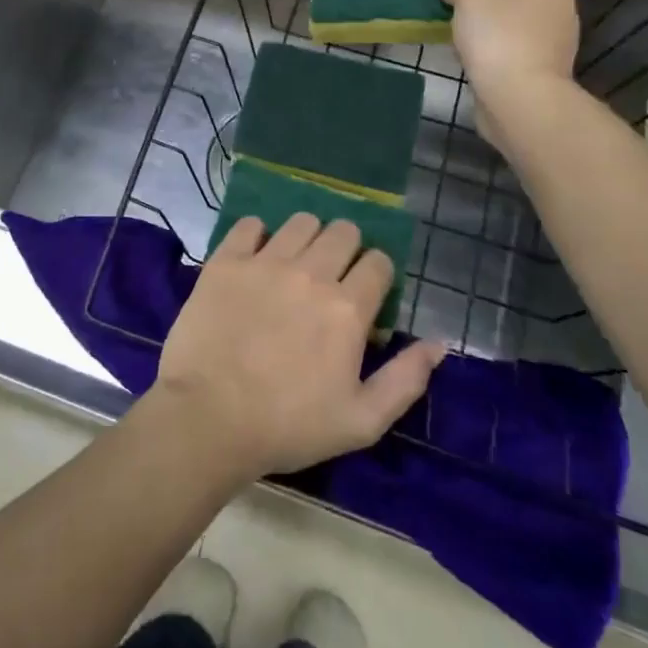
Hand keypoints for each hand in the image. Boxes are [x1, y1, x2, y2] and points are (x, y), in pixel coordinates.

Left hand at [154, 214, 444, 479]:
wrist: (209, 418)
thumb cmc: (289, 426)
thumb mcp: (362, 420)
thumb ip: (406, 379)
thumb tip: (439, 343)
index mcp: (347, 308)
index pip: (379, 262)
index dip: (378, 274)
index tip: (366, 293)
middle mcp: (311, 273)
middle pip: (343, 231)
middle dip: (347, 249)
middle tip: (332, 277)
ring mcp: (265, 262)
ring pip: (301, 222)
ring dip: (307, 237)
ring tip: (296, 264)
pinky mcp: (226, 261)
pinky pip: (249, 225)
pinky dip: (257, 235)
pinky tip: (256, 258)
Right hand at [429, 0, 587, 150]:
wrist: (520, 100)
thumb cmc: (502, 35)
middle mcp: (561, 11)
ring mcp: (553, 46)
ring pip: (529, 21)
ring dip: (502, 19)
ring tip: (466, 22)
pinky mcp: (538, 73)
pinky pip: (518, 49)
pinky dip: (498, 46)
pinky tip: (470, 52)